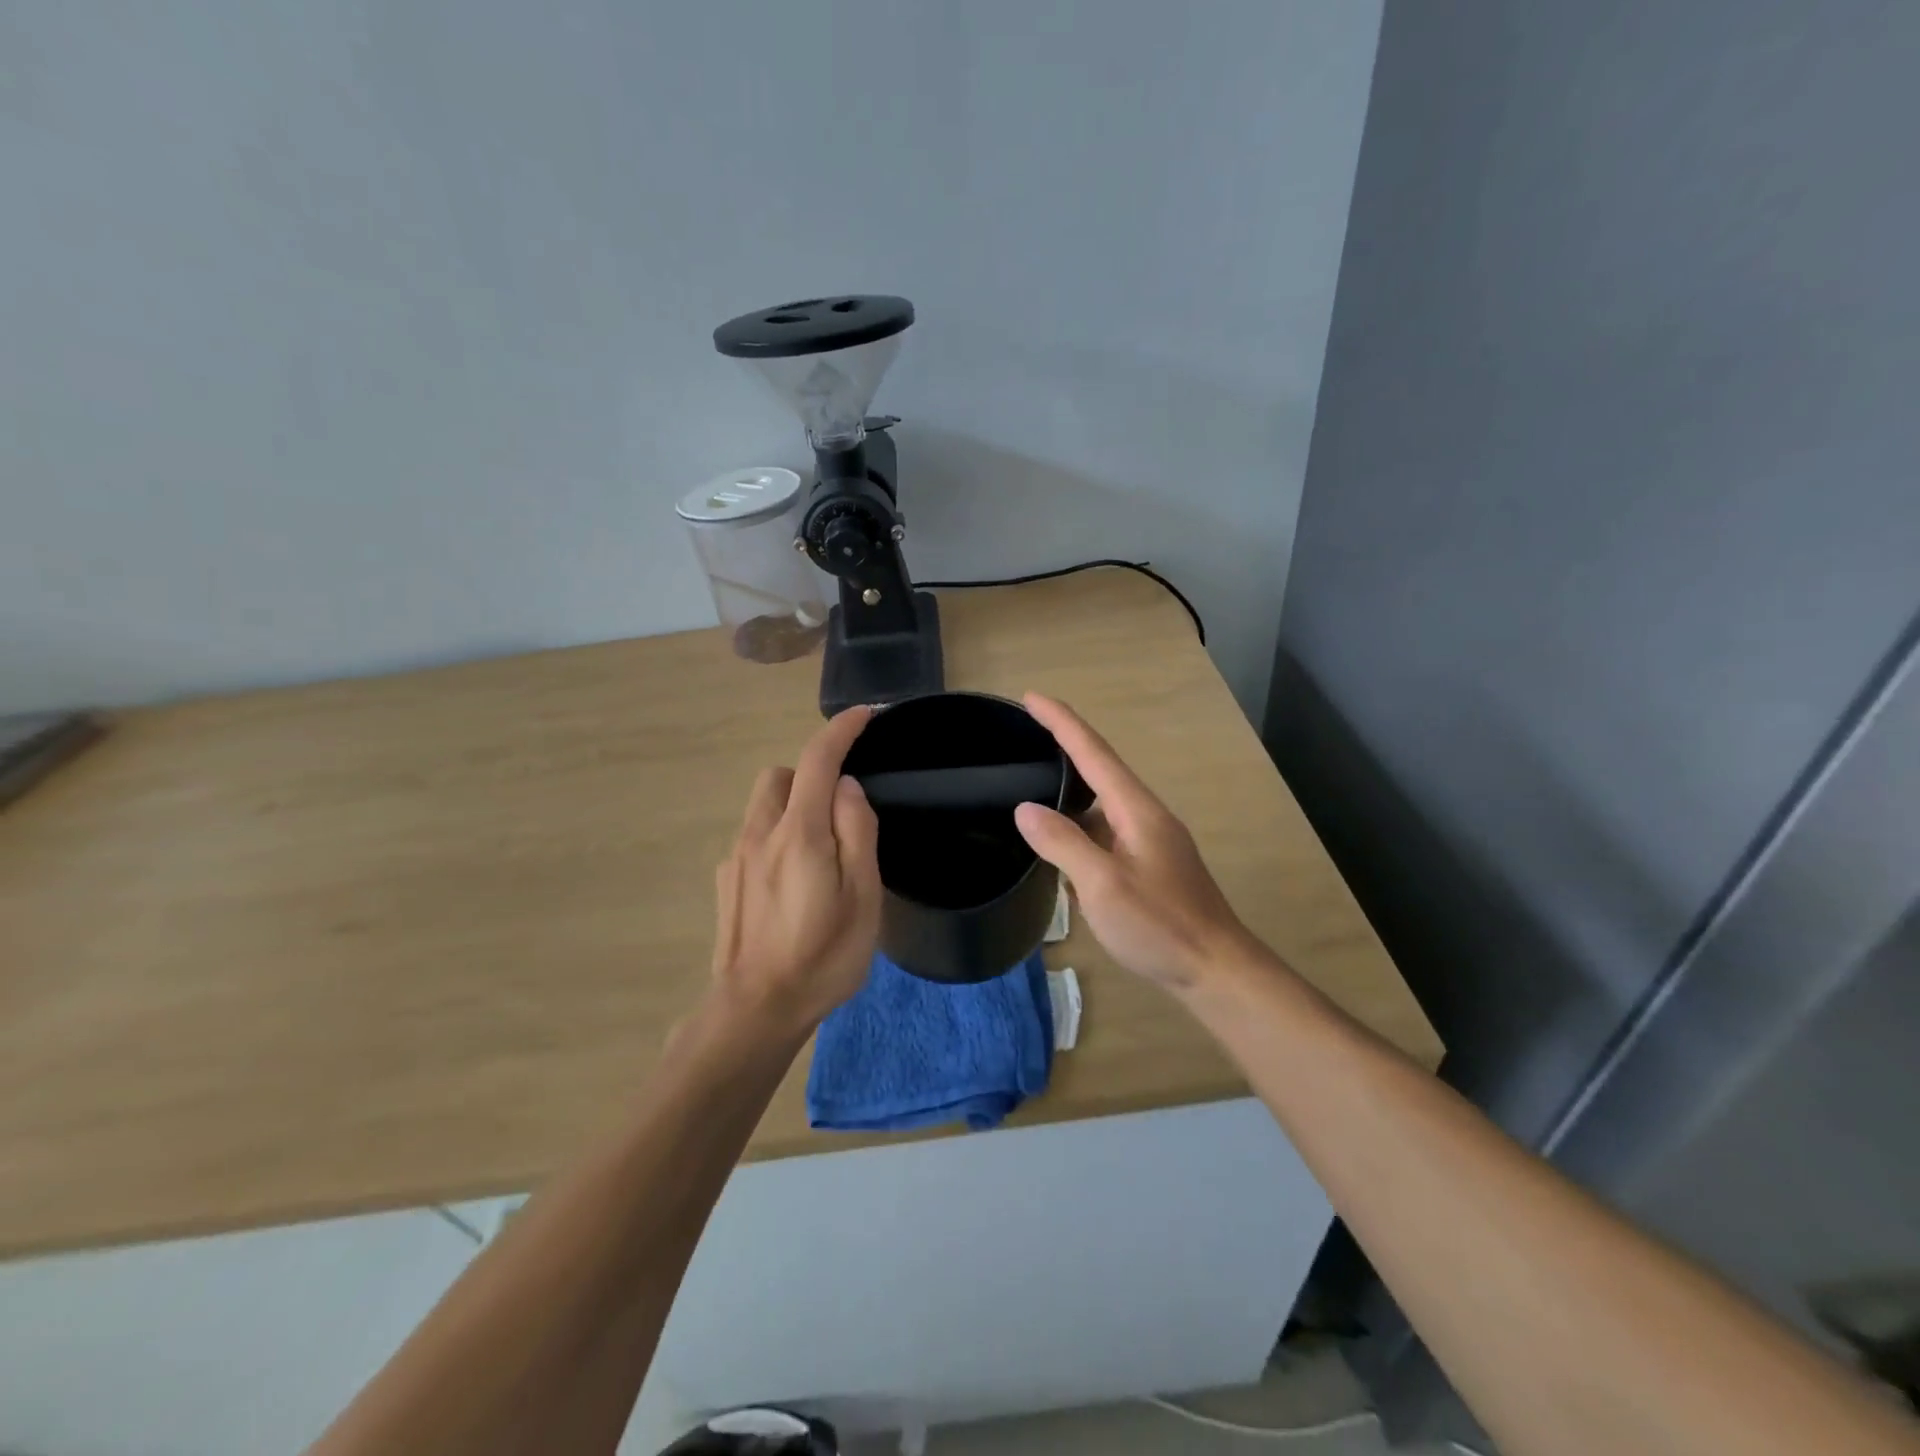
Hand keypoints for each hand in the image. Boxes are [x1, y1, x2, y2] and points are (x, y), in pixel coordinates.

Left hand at [709, 705, 882, 1038]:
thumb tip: (847, 788)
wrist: (755, 1009)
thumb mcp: (862, 897)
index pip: (818, 761)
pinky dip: (776, 837)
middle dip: (811, 776)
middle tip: (839, 814)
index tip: (864, 716)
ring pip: (764, 806)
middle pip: (781, 776)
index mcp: (799, 833)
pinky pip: (754, 836)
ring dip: (793, 807)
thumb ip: (856, 832)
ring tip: (818, 854)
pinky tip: (791, 884)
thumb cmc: (822, 956)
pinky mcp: (725, 880)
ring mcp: (736, 857)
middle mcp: (760, 834)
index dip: (841, 731)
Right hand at [1014, 694, 1252, 992]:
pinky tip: (1060, 842)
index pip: (1094, 752)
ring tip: (1032, 784)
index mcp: (1136, 809)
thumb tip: (1025, 809)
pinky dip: (1079, 826)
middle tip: (1024, 735)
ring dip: (1069, 790)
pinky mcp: (1149, 865)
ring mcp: (1150, 841)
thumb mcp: (1102, 885)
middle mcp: (1145, 816)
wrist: (1215, 970)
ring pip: (1101, 804)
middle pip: (1099, 769)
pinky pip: (1105, 832)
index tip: (1031, 697)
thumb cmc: (1160, 925)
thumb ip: (1063, 843)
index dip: (1061, 722)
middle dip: (1063, 746)